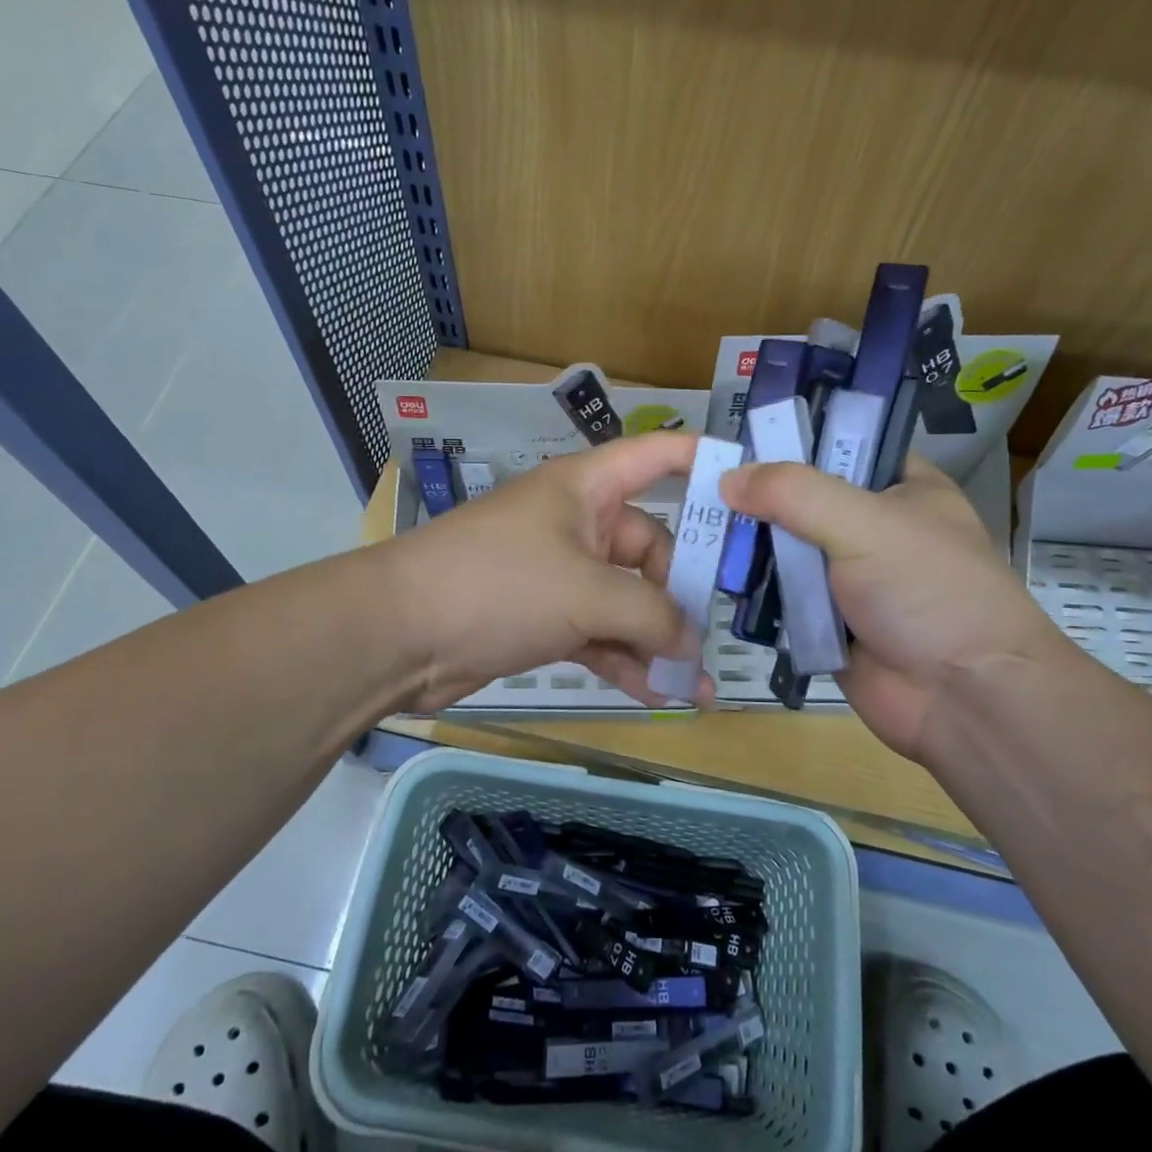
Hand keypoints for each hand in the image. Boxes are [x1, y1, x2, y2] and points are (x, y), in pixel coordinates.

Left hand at [385, 433, 708, 711]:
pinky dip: (624, 660)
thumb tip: (691, 644)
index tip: (752, 487)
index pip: (658, 456)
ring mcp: (560, 573)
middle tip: (714, 638)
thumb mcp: (586, 592)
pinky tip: (655, 694)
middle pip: (650, 546)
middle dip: (681, 594)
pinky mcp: (545, 617)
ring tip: (696, 687)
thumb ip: (651, 615)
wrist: (399, 635)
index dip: (704, 462)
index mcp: (588, 488)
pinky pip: (600, 633)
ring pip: (626, 599)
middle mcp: (579, 523)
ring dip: (657, 640)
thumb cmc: (499, 584)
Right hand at [720, 455, 1077, 760]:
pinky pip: (776, 595)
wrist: (966, 700)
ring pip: (781, 548)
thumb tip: (728, 478)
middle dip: (751, 496)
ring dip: (744, 544)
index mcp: (897, 486)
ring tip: (688, 526)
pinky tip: (708, 573)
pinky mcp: (824, 621)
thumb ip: (794, 493)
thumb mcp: (866, 524)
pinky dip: (749, 589)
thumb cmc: (930, 592)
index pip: (833, 445)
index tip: (729, 441)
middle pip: (797, 498)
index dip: (782, 440)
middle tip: (690, 481)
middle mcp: (869, 526)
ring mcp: (845, 576)